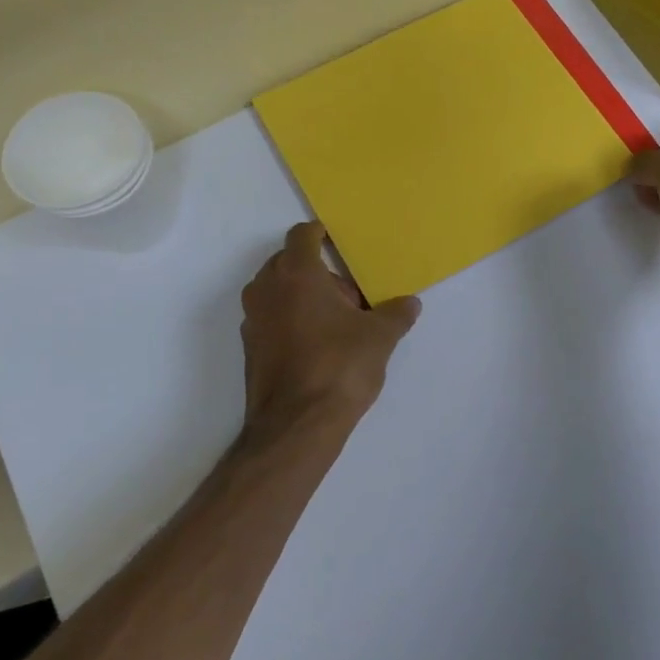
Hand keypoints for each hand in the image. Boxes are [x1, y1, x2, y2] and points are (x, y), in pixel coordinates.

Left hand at [239, 223, 420, 442]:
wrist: (297, 425)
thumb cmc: (340, 366)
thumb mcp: (380, 337)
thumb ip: (396, 314)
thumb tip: (410, 304)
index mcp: (296, 273)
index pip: (302, 235)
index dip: (320, 234)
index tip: (338, 243)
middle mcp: (266, 289)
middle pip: (288, 262)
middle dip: (317, 270)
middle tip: (348, 293)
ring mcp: (253, 320)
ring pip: (277, 292)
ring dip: (302, 296)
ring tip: (336, 321)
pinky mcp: (250, 348)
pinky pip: (272, 319)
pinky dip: (290, 320)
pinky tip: (318, 345)